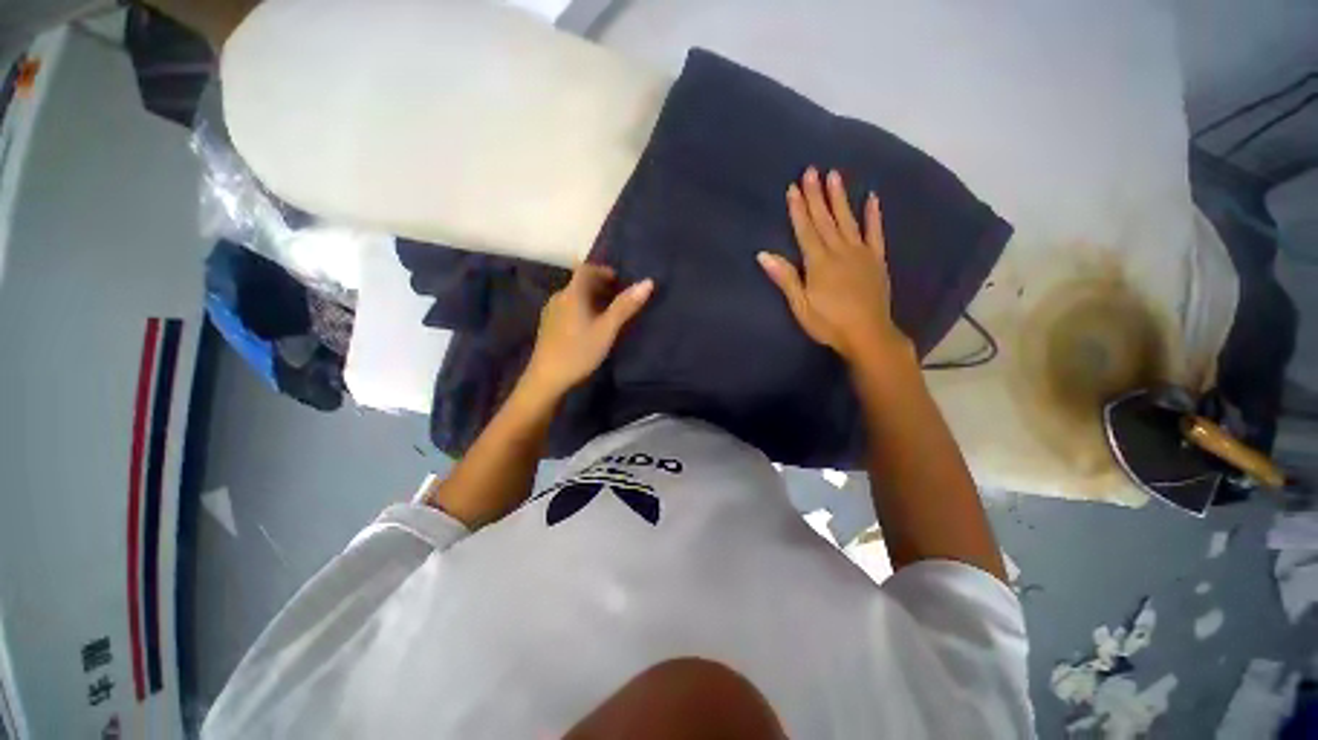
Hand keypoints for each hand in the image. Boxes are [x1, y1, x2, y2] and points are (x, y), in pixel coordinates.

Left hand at [522, 263, 653, 398]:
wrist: (547, 379)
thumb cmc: (579, 351)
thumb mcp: (607, 329)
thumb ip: (625, 306)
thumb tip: (647, 282)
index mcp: (572, 294)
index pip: (586, 269)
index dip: (603, 271)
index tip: (619, 280)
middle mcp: (559, 297)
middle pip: (579, 283)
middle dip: (599, 285)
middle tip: (618, 297)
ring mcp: (551, 312)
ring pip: (574, 297)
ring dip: (591, 298)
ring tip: (608, 312)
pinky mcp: (548, 326)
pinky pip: (568, 308)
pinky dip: (582, 309)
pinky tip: (590, 326)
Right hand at [758, 167, 908, 362]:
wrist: (868, 334)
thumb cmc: (828, 323)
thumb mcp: (800, 305)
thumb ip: (785, 278)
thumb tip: (763, 255)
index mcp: (819, 262)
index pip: (805, 230)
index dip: (798, 209)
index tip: (793, 187)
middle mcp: (840, 251)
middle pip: (825, 220)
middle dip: (816, 195)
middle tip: (811, 170)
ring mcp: (861, 253)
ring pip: (848, 220)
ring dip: (840, 198)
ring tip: (835, 175)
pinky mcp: (876, 260)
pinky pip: (875, 233)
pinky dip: (874, 215)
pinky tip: (872, 198)